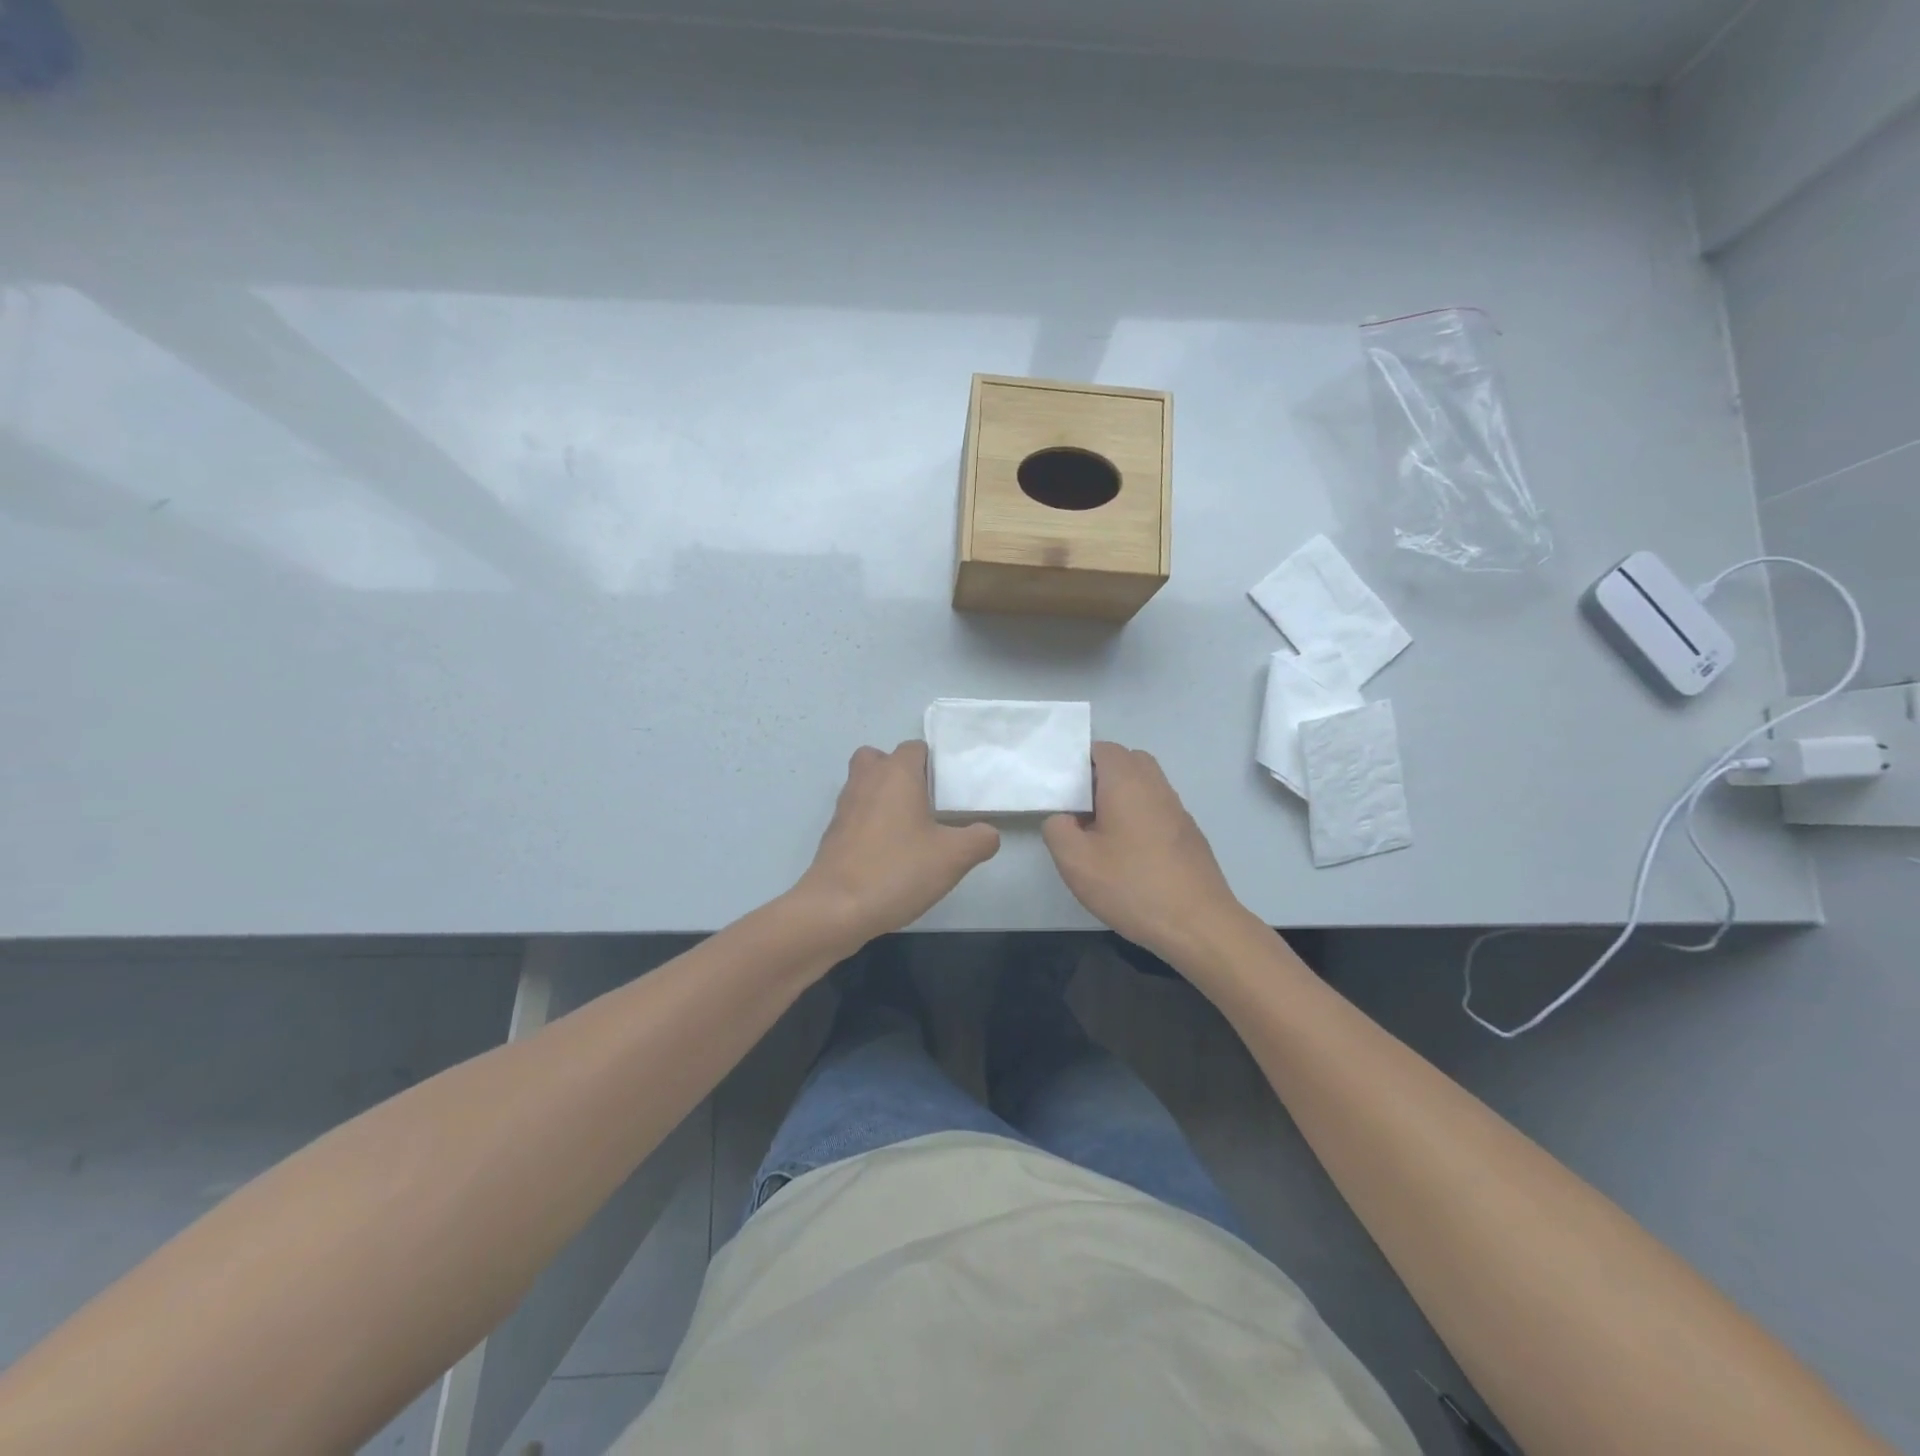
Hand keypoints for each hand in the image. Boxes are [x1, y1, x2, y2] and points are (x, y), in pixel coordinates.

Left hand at [795, 741, 1000, 949]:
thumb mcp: (954, 858)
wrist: (836, 908)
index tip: (949, 791)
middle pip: (882, 759)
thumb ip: (980, 839)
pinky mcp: (832, 833)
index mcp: (896, 774)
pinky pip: (855, 814)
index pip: (915, 748)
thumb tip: (987, 833)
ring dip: (884, 797)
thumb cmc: (898, 871)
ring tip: (909, 829)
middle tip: (924, 803)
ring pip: (865, 785)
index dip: (933, 764)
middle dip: (901, 774)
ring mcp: (844, 806)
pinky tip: (888, 853)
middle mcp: (867, 780)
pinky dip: (870, 823)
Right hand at [1042, 742, 1251, 966]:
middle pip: (1128, 761)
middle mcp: (1156, 786)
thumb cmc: (1132, 885)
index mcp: (1127, 782)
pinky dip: (1140, 816)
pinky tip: (1129, 853)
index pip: (1103, 749)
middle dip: (1101, 776)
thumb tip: (1063, 818)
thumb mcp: (1075, 861)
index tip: (1063, 790)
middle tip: (1080, 808)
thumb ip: (1057, 829)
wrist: (1198, 924)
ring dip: (1122, 797)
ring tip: (1101, 833)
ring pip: (1145, 785)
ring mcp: (1178, 810)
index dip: (1079, 762)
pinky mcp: (1189, 834)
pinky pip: (1158, 809)